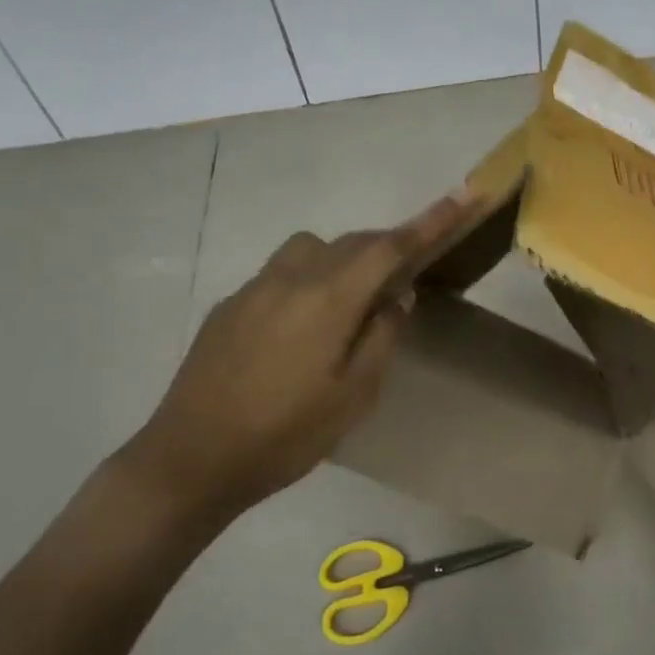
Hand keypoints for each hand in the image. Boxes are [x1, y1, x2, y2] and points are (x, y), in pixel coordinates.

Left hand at [124, 191, 476, 534]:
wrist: (190, 460)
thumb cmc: (284, 434)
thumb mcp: (353, 396)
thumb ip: (382, 338)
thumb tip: (397, 298)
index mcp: (329, 298)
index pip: (391, 246)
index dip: (432, 220)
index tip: (464, 193)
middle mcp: (292, 278)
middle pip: (352, 242)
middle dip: (387, 247)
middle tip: (406, 275)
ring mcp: (254, 287)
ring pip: (311, 249)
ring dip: (342, 259)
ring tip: (349, 304)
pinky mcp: (229, 305)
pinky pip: (281, 274)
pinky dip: (307, 282)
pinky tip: (299, 330)